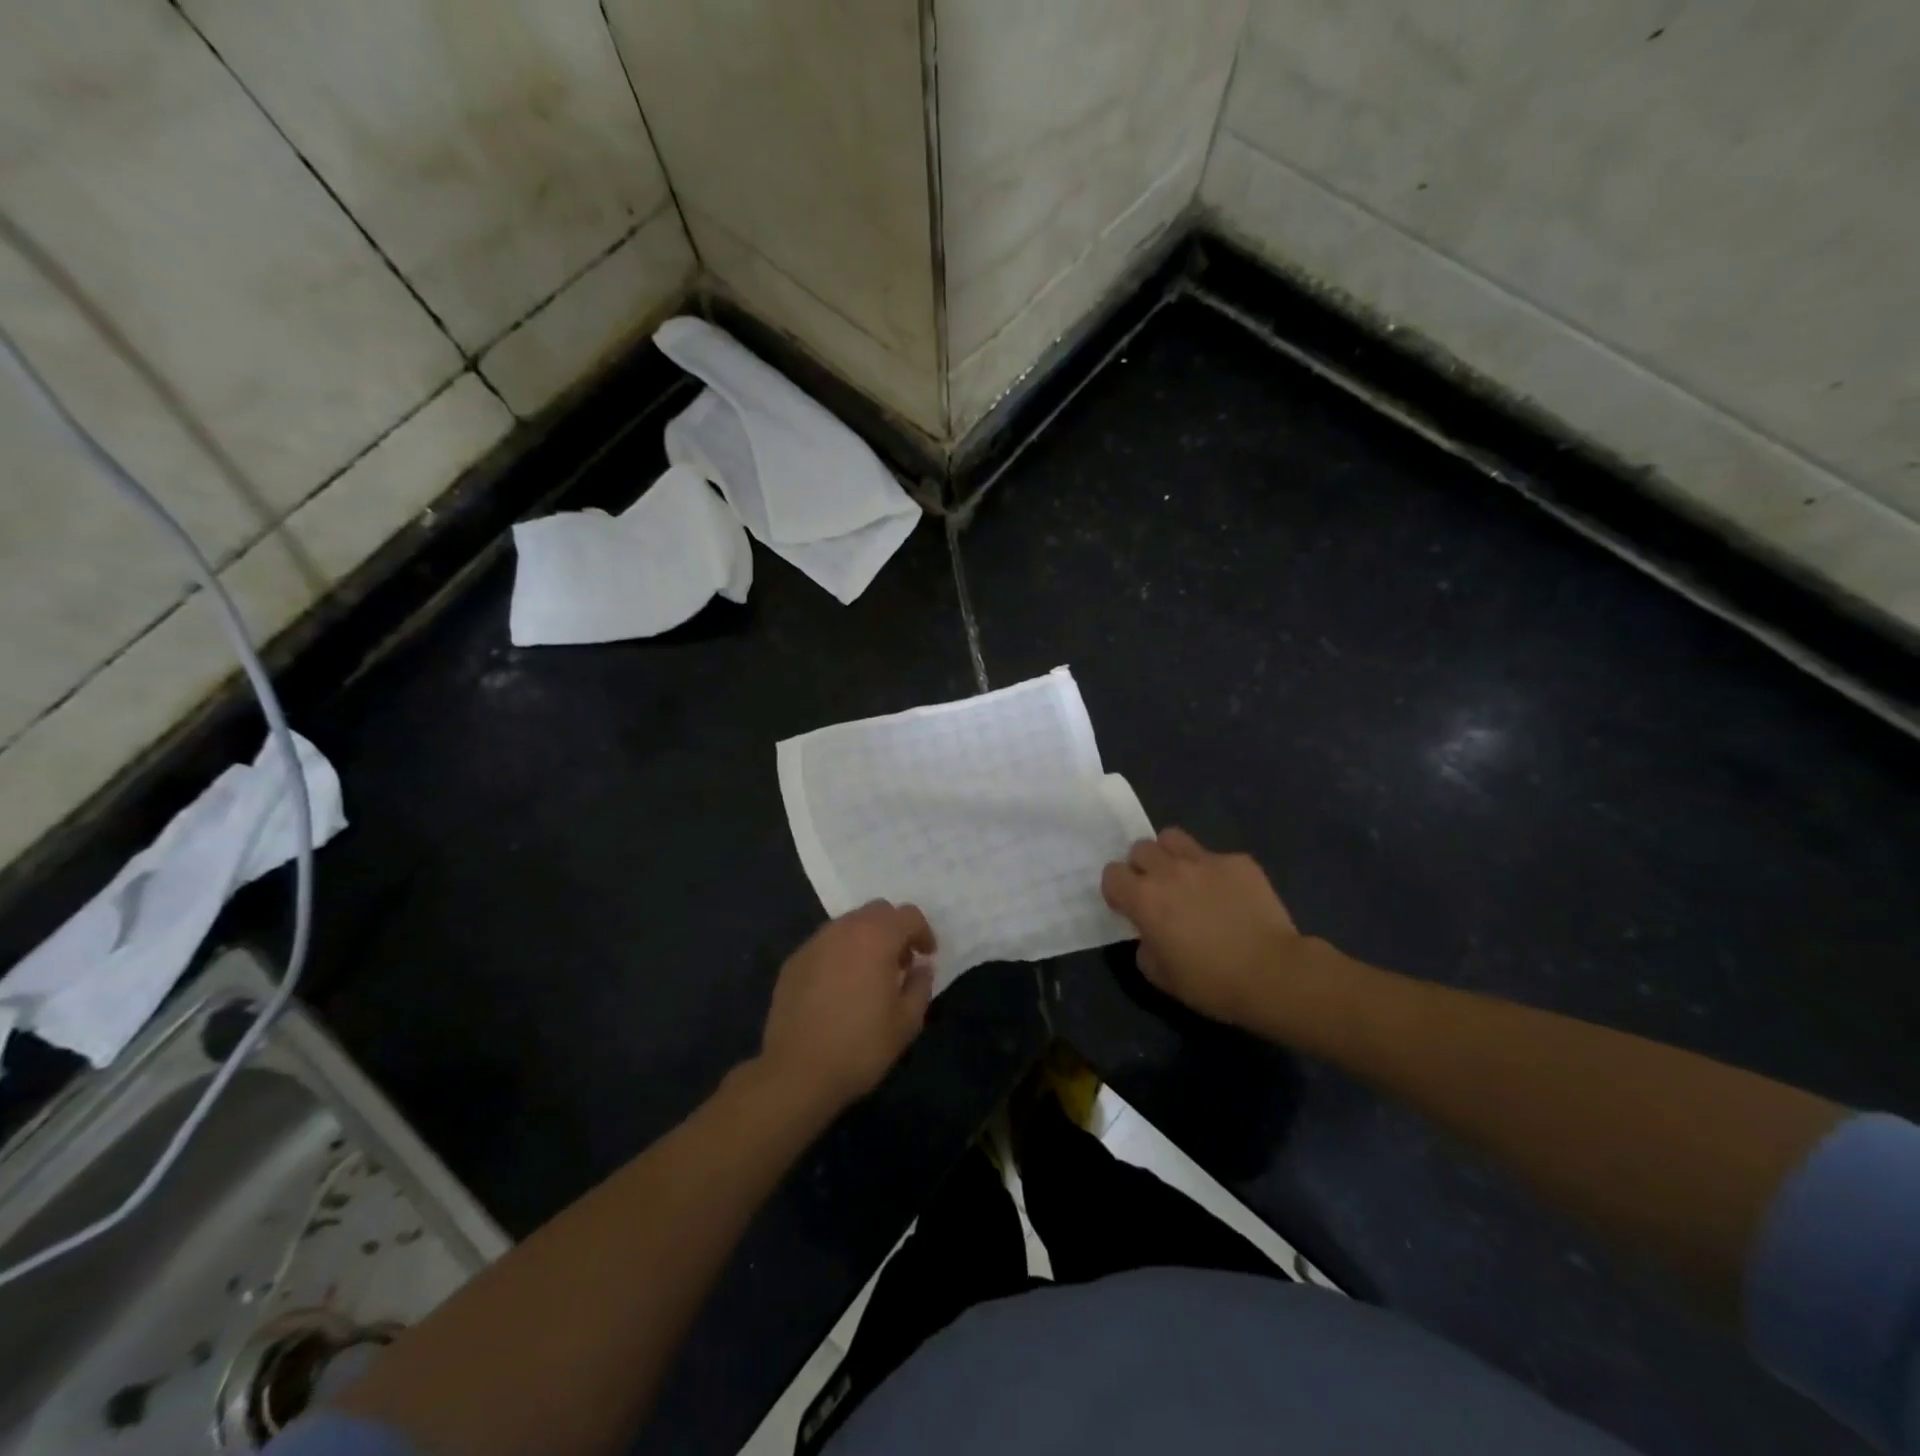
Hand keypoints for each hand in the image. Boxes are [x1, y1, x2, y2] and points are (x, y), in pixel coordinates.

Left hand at [759, 901, 935, 1114]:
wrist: (796, 1071)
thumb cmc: (860, 1046)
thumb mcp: (906, 1023)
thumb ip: (920, 986)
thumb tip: (921, 968)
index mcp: (876, 937)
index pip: (908, 915)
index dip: (923, 932)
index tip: (926, 956)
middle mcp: (844, 929)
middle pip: (877, 911)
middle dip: (894, 930)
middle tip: (900, 963)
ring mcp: (814, 943)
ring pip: (848, 925)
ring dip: (866, 939)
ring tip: (869, 975)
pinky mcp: (794, 961)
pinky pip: (826, 945)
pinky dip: (840, 954)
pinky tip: (839, 987)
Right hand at [1100, 828, 1310, 1028]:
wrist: (1273, 974)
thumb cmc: (1212, 983)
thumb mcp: (1162, 977)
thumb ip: (1145, 947)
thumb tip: (1150, 934)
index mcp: (1145, 899)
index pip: (1112, 874)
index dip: (1117, 890)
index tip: (1128, 907)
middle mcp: (1169, 871)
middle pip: (1140, 848)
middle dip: (1142, 867)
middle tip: (1157, 891)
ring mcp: (1206, 861)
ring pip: (1173, 837)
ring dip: (1171, 855)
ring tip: (1186, 878)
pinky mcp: (1239, 862)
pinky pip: (1216, 856)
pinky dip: (1215, 872)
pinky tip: (1230, 895)